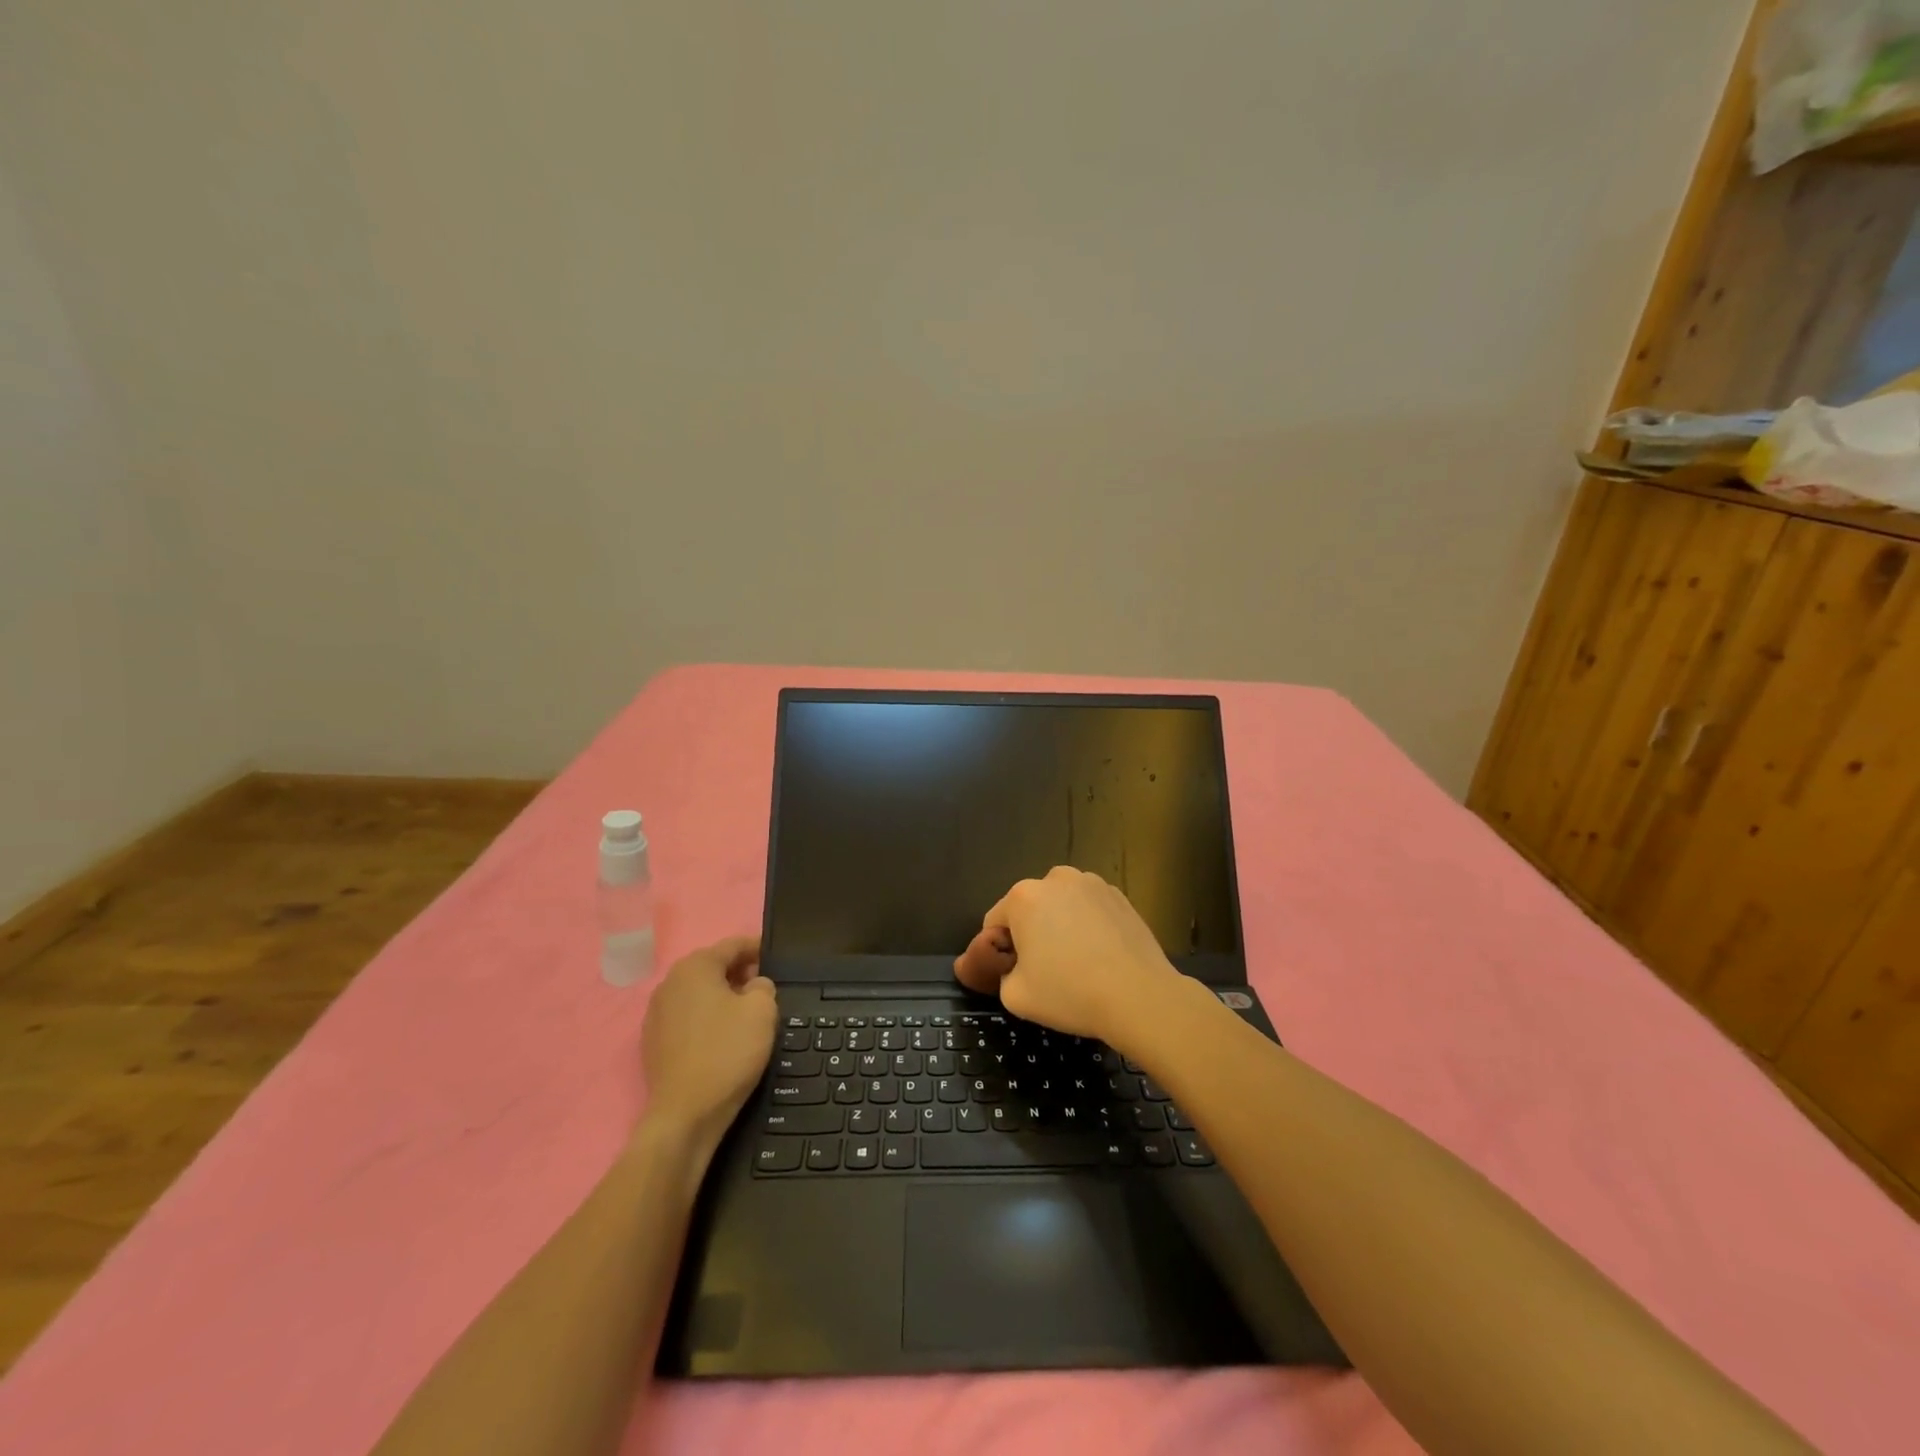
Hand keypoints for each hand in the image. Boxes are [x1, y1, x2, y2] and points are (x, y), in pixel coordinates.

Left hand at [640, 936, 776, 1153]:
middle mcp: (670, 983)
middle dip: (740, 973)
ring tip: (747, 1014)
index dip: (757, 948)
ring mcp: (656, 1013)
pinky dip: (706, 1019)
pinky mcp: (653, 1042)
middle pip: (712, 967)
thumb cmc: (727, 1052)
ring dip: (722, 997)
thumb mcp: (762, 1011)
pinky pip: (687, 1017)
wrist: (685, 1114)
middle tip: (766, 988)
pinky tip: (723, 1038)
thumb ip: (763, 986)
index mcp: (695, 967)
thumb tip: (754, 986)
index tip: (777, 958)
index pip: (732, 945)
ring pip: (698, 993)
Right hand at [952, 866, 1188, 1049]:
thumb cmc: (1070, 993)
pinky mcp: (1119, 895)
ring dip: (1061, 924)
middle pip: (1030, 908)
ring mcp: (1091, 883)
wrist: (1139, 995)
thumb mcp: (1015, 996)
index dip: (1000, 950)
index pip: (995, 922)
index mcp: (1023, 896)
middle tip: (1046, 970)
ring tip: (1078, 961)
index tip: (1015, 973)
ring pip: (1061, 905)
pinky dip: (1089, 924)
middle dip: (1031, 932)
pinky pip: (1090, 908)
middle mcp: (1055, 879)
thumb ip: (1001, 975)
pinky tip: (1101, 954)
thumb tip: (1012, 967)